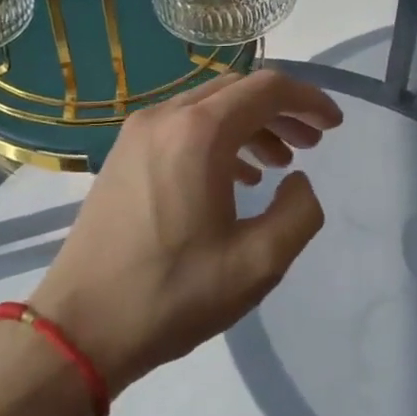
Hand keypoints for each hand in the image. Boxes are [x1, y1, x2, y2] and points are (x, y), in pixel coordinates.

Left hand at [28, 69, 343, 392]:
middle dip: (281, 111)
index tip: (334, 126)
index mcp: (199, 133)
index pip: (267, 88)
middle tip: (312, 145)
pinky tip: (235, 178)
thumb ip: (299, 213)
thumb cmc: (174, 294)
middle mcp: (165, 118)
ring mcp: (137, 134)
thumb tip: (297, 183)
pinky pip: (182, 128)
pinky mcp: (122, 156)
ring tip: (278, 164)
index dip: (308, 101)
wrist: (82, 327)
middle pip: (237, 91)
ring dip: (250, 126)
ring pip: (208, 108)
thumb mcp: (259, 263)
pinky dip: (218, 139)